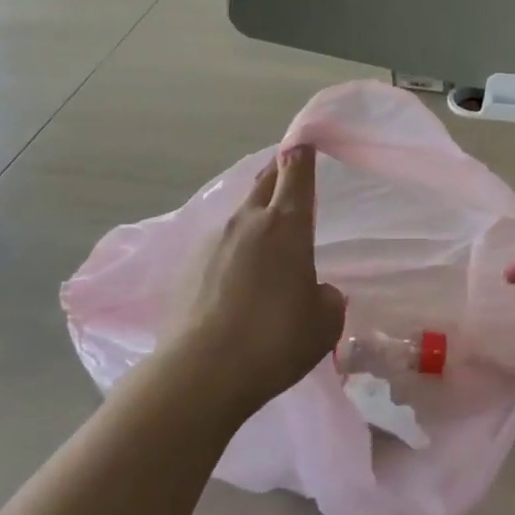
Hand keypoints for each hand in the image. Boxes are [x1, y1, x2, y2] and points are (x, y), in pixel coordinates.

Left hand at [168, 144, 345, 418]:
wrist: (203, 372)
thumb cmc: (276, 340)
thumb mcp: (324, 322)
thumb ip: (326, 297)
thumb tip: (314, 290)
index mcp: (287, 225)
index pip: (296, 173)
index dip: (302, 154)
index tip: (304, 142)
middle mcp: (248, 221)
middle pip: (264, 182)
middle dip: (278, 173)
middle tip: (288, 173)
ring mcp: (213, 240)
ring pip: (240, 215)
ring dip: (254, 218)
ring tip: (264, 244)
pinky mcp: (188, 265)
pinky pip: (218, 246)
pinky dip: (232, 252)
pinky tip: (235, 282)